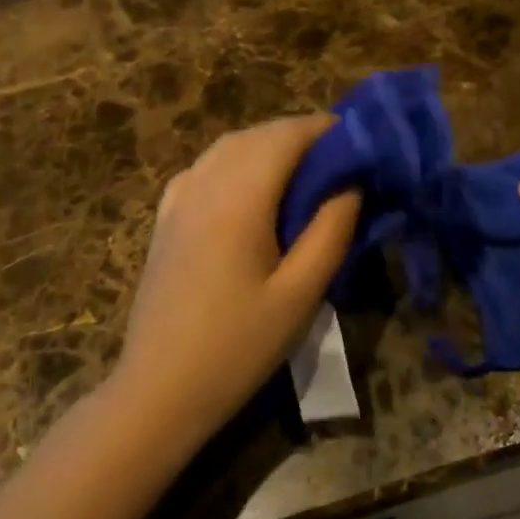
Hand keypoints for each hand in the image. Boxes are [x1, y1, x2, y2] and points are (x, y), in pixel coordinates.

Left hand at [112, 115, 360, 444]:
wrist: (159, 390)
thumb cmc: (238, 347)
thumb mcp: (300, 294)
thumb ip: (331, 230)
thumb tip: (350, 184)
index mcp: (238, 199)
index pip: (285, 137)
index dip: (323, 129)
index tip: (359, 140)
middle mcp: (204, 185)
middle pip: (256, 136)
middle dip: (299, 135)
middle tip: (340, 158)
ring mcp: (177, 201)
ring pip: (227, 147)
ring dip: (267, 144)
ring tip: (304, 169)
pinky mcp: (165, 220)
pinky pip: (204, 169)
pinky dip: (235, 161)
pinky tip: (250, 186)